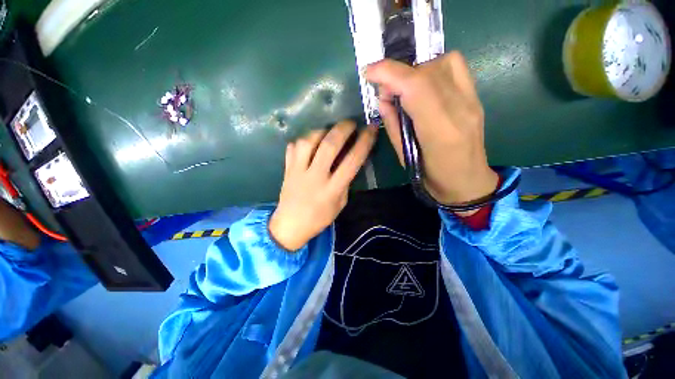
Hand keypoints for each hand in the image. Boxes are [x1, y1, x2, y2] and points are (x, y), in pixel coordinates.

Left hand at [269, 121, 377, 250]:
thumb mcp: (340, 204)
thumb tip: (350, 161)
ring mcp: (298, 171)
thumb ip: (345, 182)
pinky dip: (303, 140)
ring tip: (328, 130)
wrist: (290, 225)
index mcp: (332, 189)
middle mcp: (315, 177)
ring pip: (308, 142)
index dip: (363, 143)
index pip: (352, 161)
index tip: (370, 129)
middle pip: (329, 146)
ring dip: (321, 131)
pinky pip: (293, 147)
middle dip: (342, 129)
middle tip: (350, 123)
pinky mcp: (287, 169)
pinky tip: (310, 142)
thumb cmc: (319, 218)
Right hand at [366, 52, 498, 208]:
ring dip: (415, 71)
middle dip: (398, 74)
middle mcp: (460, 109)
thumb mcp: (404, 156)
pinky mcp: (475, 96)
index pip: (416, 86)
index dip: (390, 73)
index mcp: (439, 131)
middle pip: (427, 71)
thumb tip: (383, 97)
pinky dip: (433, 67)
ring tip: (405, 89)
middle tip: (387, 91)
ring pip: (442, 63)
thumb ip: (393, 124)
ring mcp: (472, 100)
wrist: (468, 181)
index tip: (370, 72)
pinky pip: (455, 66)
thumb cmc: (432, 177)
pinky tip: (424, 85)